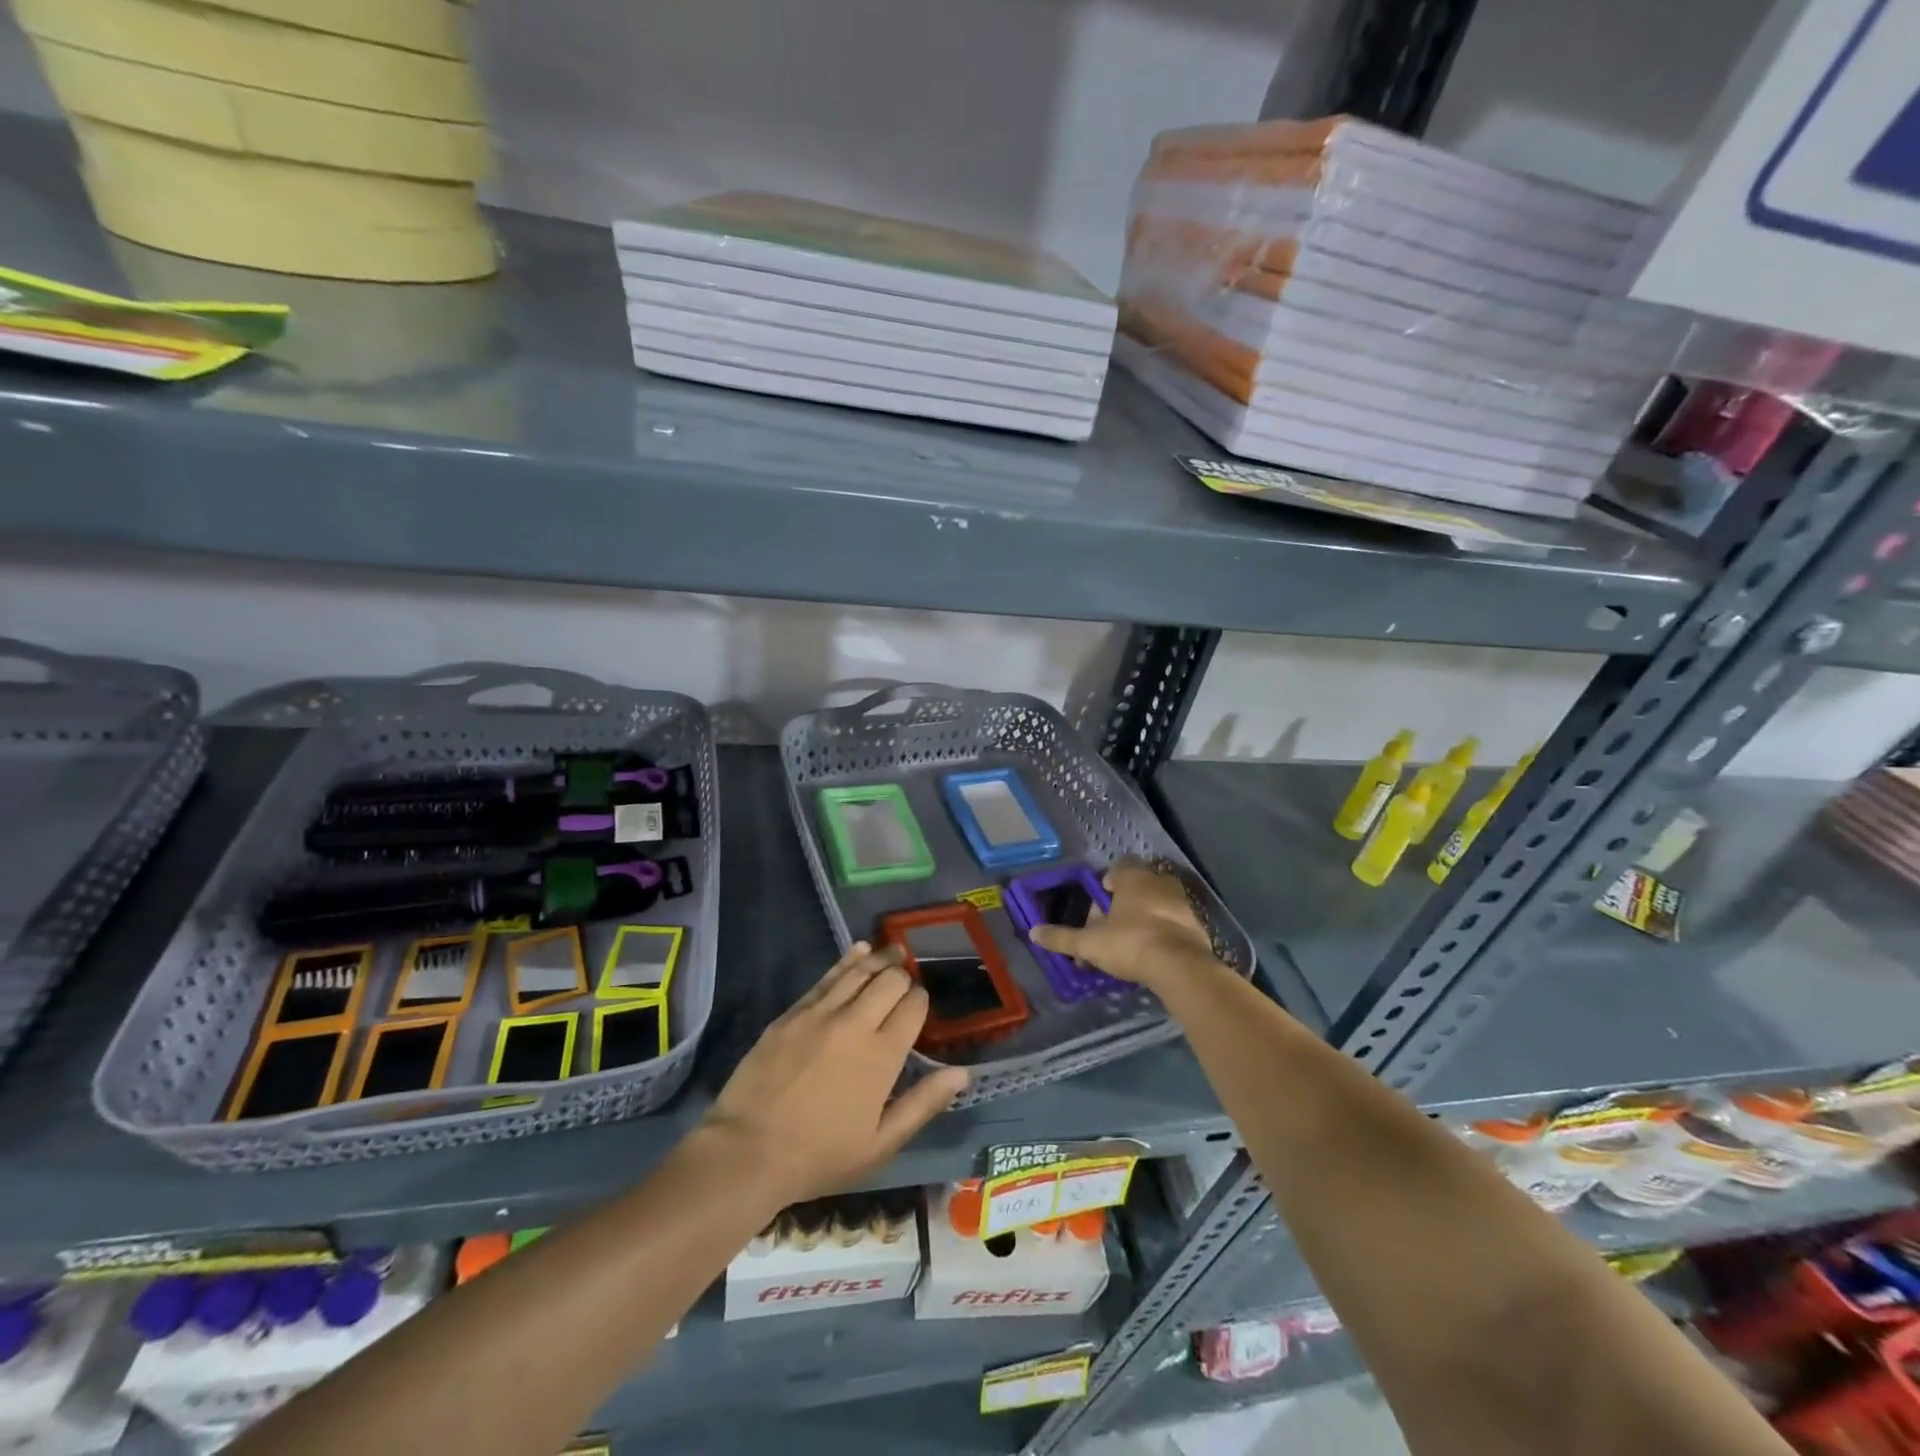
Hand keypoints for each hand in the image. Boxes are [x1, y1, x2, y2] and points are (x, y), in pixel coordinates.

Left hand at [704, 942, 967, 1204]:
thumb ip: (923, 1104)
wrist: (747, 1152)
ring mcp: (821, 1013)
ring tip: (893, 951)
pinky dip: (847, 960)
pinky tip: (858, 950)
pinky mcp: (793, 1012)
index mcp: (882, 1056)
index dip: (921, 1001)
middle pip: (890, 981)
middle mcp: (856, 1023)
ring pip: (859, 971)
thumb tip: (962, 1073)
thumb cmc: (819, 1156)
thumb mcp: (880, 1145)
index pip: (914, 1007)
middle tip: (905, 982)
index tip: (919, 1008)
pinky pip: (827, 977)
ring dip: (880, 959)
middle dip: (903, 977)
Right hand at [1031, 857, 1220, 991]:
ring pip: (1159, 902)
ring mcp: (1182, 903)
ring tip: (1131, 942)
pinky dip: (1164, 932)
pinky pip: (1174, 922)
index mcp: (1134, 878)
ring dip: (1146, 916)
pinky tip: (1153, 953)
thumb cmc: (1131, 943)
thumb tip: (1033, 932)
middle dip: (1126, 901)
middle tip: (1112, 925)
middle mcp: (1160, 882)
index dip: (1108, 880)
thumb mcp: (1090, 943)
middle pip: (1139, 884)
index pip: (1120, 865)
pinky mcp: (1197, 926)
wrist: (1181, 967)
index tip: (1102, 900)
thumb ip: (1062, 937)